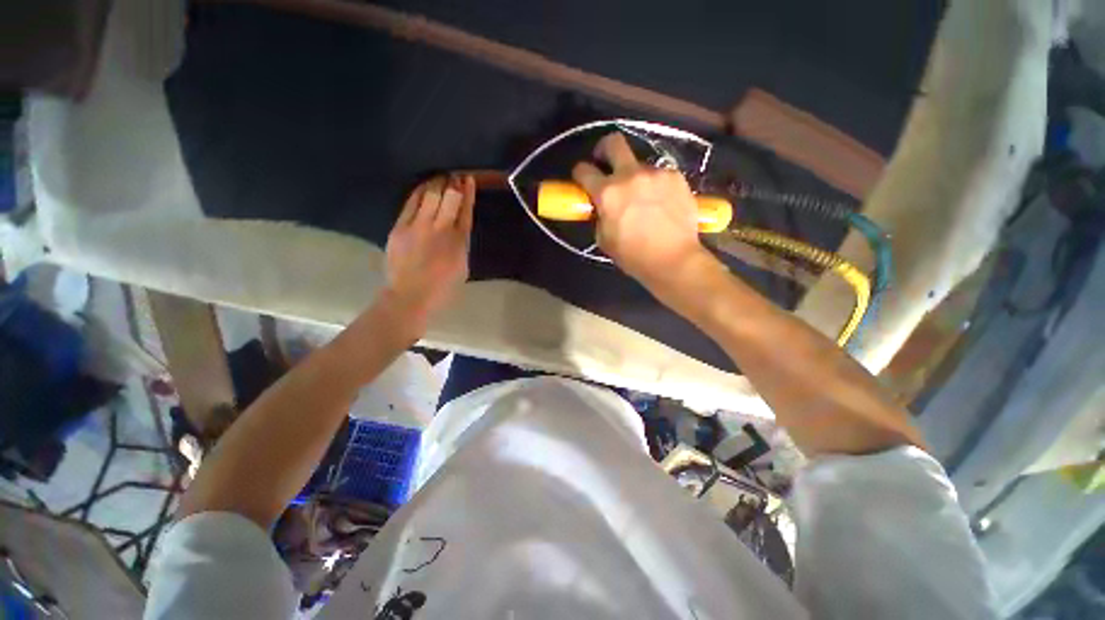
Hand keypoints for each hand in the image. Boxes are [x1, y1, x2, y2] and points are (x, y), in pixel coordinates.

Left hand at [382, 174, 474, 330]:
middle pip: (449, 198)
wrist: (411, 296)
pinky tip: (423, 186)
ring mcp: (419, 226)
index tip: (468, 180)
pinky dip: (419, 191)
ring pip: (430, 196)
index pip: (466, 211)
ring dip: (437, 184)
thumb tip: (459, 227)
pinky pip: (411, 203)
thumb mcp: (462, 266)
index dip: (468, 193)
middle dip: (452, 184)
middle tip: (453, 176)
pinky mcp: (400, 227)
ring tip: (440, 177)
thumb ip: (461, 244)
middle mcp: (441, 229)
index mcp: (459, 241)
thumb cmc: (443, 287)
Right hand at [572, 133, 712, 292]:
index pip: (584, 170)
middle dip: (604, 149)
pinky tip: (661, 203)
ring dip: (635, 177)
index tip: (582, 178)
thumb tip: (602, 207)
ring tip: (643, 199)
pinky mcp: (676, 177)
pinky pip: (660, 175)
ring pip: (640, 164)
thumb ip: (600, 216)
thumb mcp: (605, 240)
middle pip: (613, 142)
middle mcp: (630, 175)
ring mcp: (656, 173)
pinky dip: (656, 185)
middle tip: (606, 162)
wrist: (674, 260)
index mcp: (607, 193)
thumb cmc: (634, 256)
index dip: (580, 173)